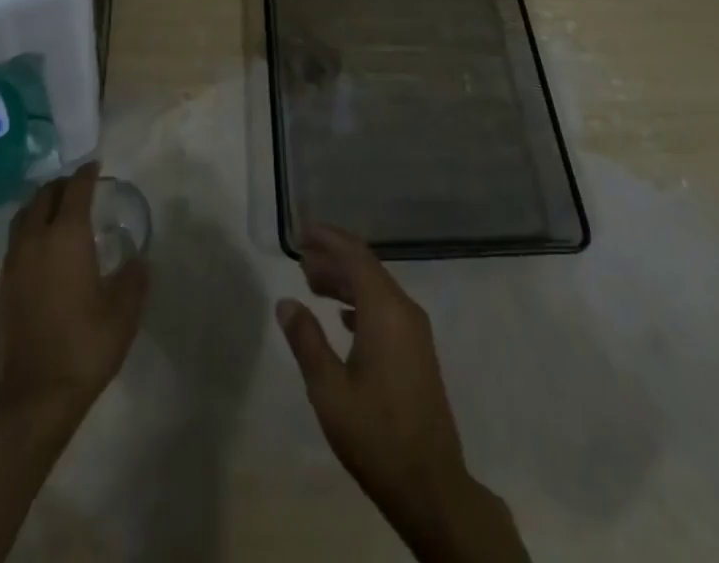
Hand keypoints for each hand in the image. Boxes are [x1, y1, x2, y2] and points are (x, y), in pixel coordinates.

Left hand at [0, 162, 147, 418]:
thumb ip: (134, 277)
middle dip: (62, 185)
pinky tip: (43, 247)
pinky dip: (29, 229)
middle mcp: (36, 239)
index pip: (75, 189)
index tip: (96, 166)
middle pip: (44, 196)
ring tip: (57, 211)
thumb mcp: (124, 310)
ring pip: (24, 216)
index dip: (87, 174)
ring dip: (41, 205)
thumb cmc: (85, 345)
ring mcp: (14, 262)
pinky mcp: (3, 285)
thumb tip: (138, 260)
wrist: (34, 395)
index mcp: (66, 235)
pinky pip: (16, 240)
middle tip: (79, 187)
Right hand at [275, 226, 470, 513]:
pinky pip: (385, 308)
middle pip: (366, 267)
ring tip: (312, 282)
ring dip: (345, 280)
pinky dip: (360, 302)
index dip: (328, 239)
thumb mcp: (329, 390)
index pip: (355, 256)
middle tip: (300, 256)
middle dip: (333, 257)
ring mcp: (415, 331)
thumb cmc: (376, 435)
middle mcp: (404, 310)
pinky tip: (342, 316)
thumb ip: (306, 340)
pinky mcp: (417, 351)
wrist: (432, 487)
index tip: (302, 231)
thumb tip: (286, 302)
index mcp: (385, 310)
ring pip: (376, 288)